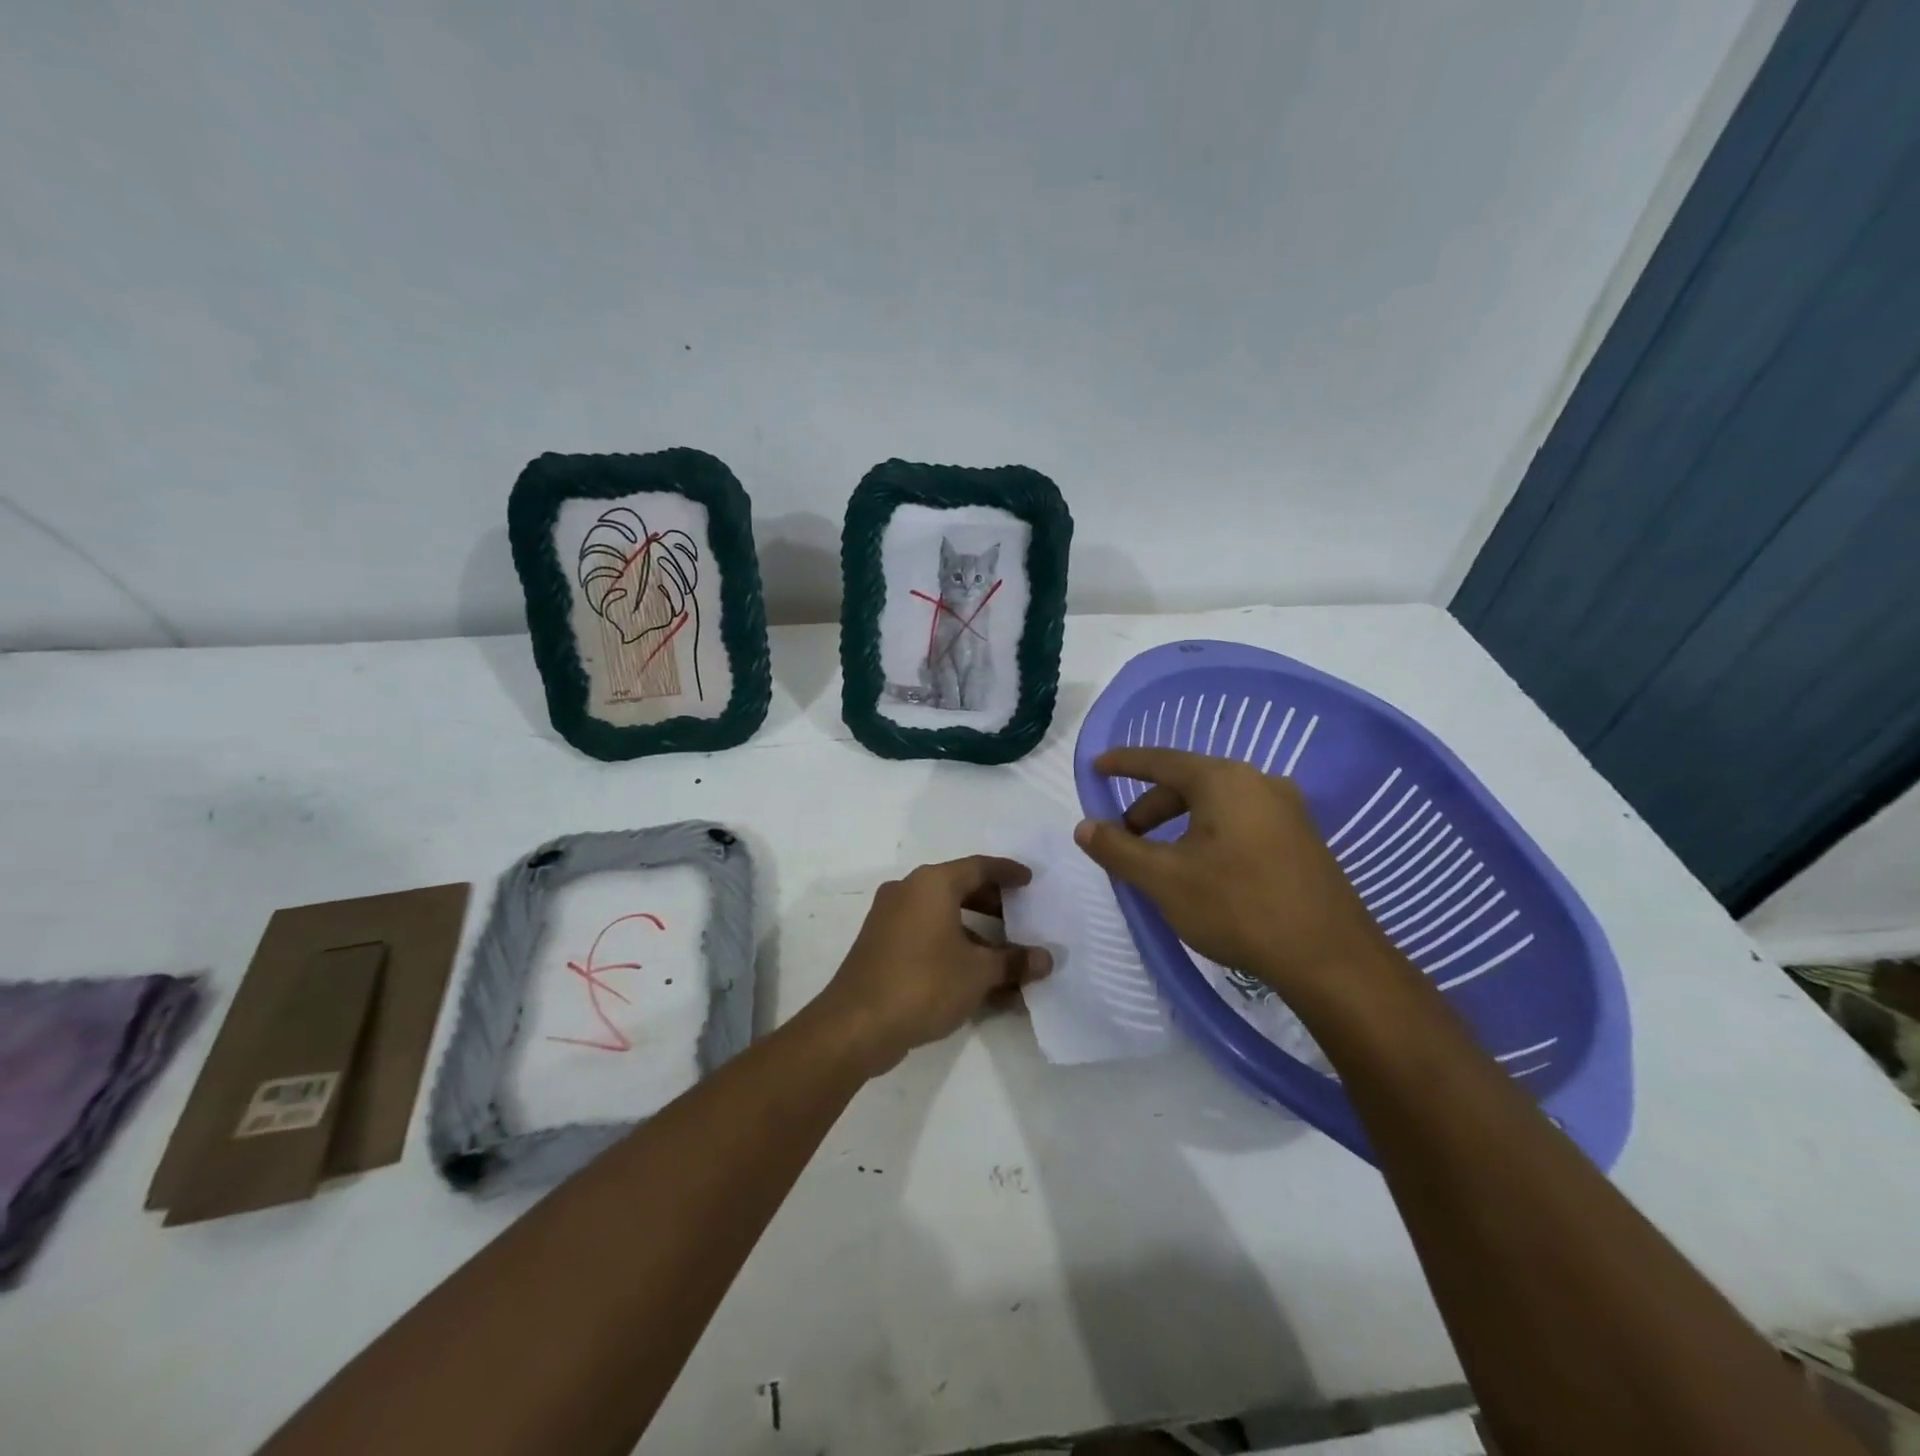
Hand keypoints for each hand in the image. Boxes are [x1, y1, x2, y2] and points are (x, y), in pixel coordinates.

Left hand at [817, 856, 1052, 1074]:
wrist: (856, 1025)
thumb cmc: (924, 983)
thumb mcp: (978, 973)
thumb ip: (1014, 961)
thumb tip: (1045, 959)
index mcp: (932, 883)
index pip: (979, 867)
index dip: (1008, 872)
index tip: (1030, 880)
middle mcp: (908, 891)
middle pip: (960, 889)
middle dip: (994, 905)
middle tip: (1022, 918)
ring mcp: (890, 919)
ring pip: (943, 916)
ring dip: (976, 935)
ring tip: (1007, 958)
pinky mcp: (881, 946)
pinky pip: (927, 937)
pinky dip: (953, 949)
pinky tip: (977, 980)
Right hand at [1075, 748, 1403, 1007]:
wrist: (1331, 959)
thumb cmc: (1238, 907)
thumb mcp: (1164, 879)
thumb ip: (1118, 848)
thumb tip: (1084, 826)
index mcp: (1224, 781)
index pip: (1161, 760)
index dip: (1124, 763)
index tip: (1096, 766)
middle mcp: (1259, 783)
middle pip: (1189, 783)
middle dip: (1150, 807)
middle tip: (1124, 838)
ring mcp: (1288, 810)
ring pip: (1216, 805)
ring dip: (1179, 824)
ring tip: (1160, 860)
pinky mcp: (1302, 839)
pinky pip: (1242, 822)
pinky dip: (1209, 834)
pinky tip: (1203, 870)